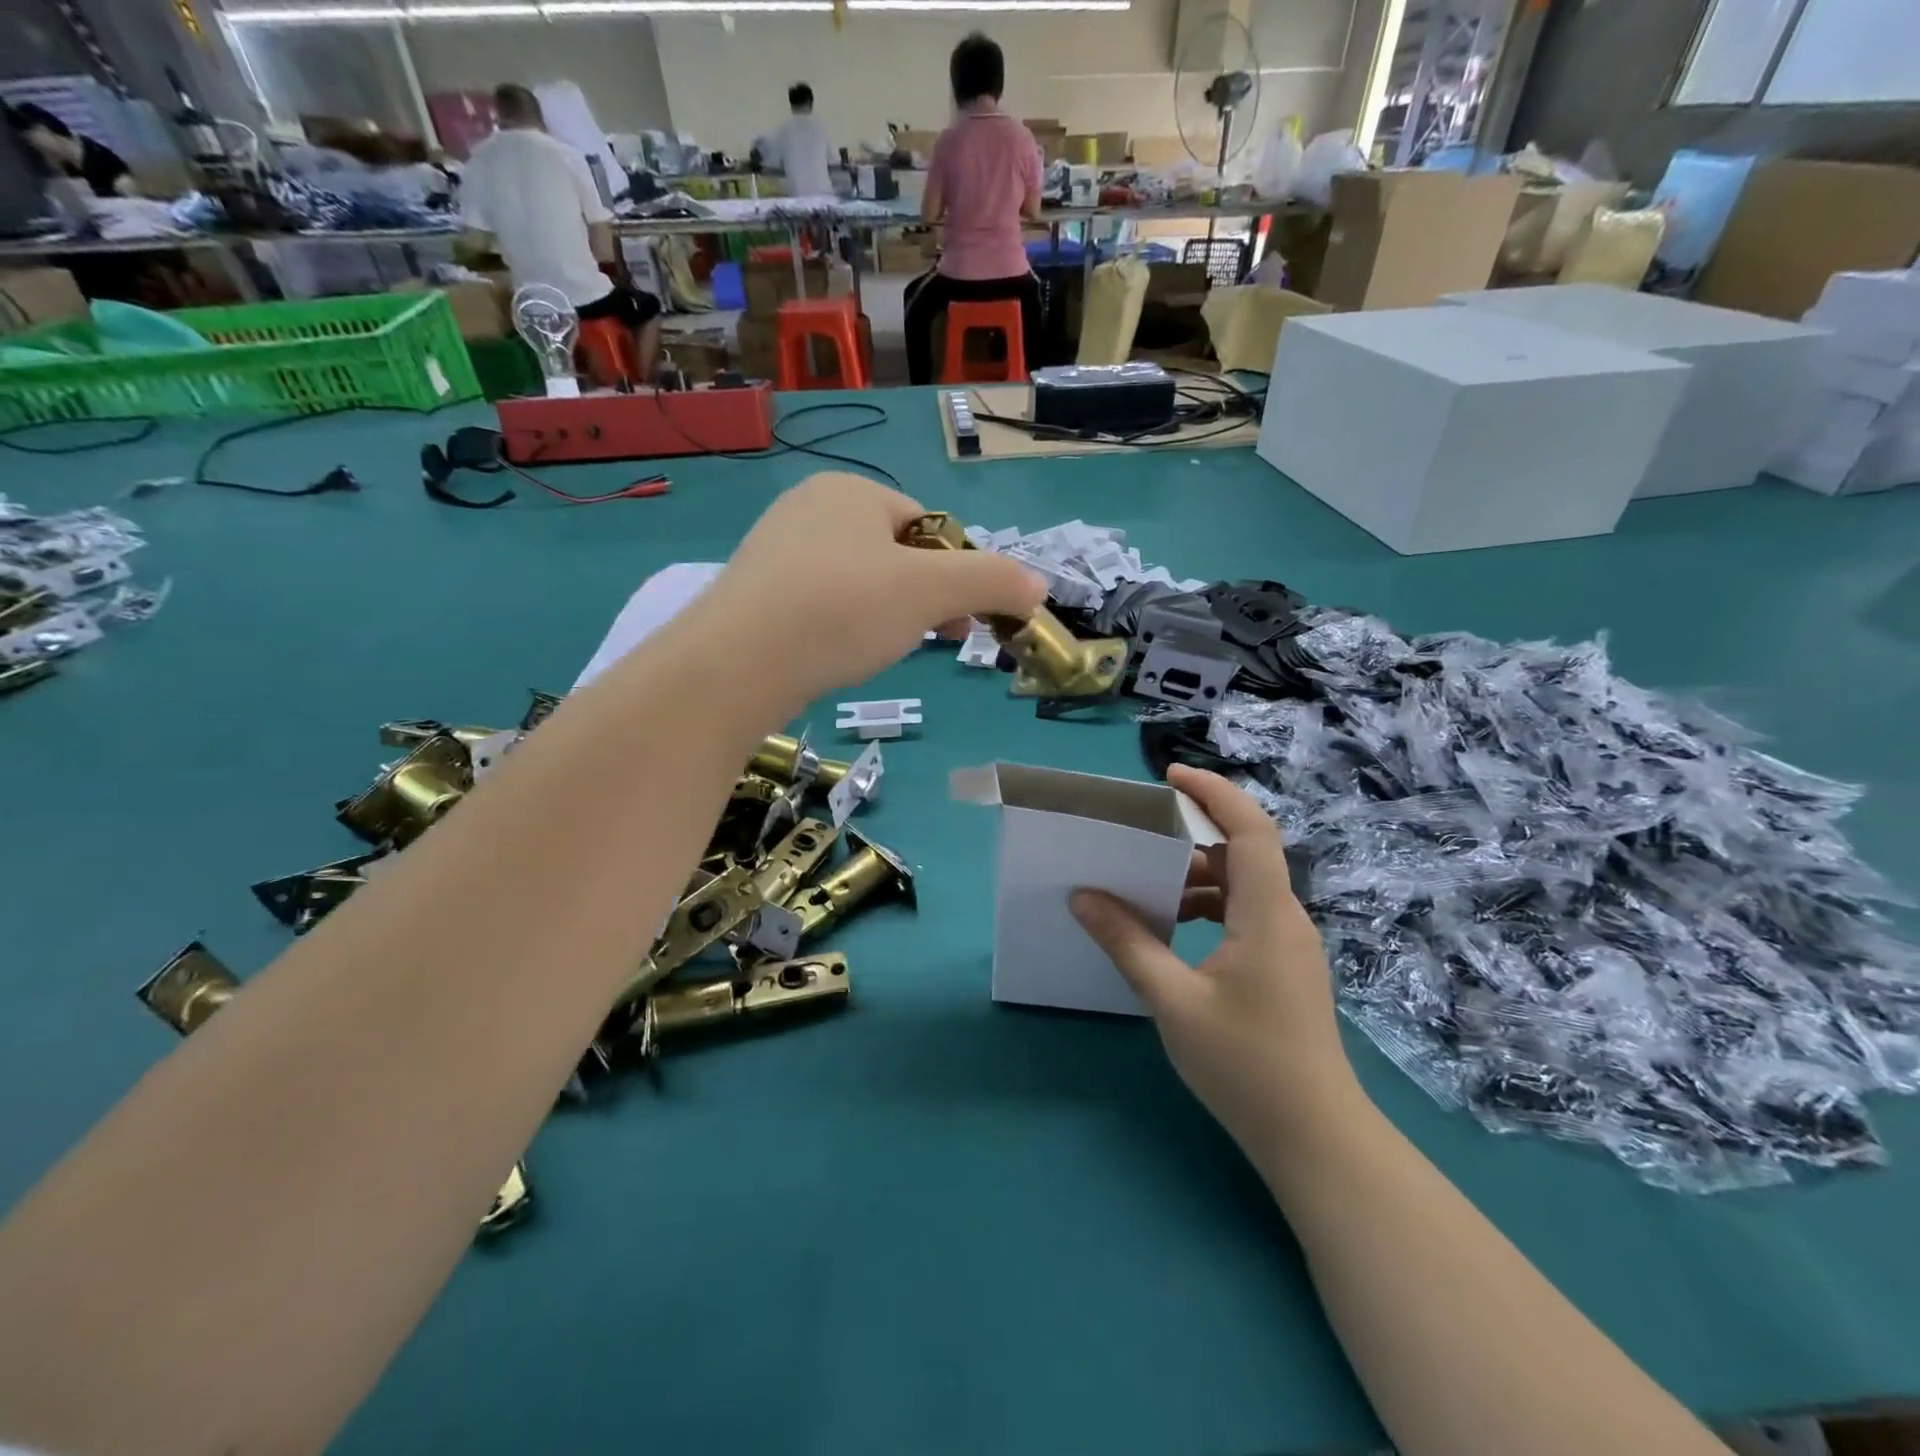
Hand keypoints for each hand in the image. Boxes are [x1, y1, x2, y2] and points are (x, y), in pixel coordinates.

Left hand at [701, 472, 1044, 699]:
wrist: (738, 662)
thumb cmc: (843, 610)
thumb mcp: (933, 592)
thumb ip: (992, 581)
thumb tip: (1039, 586)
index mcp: (852, 490)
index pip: (928, 526)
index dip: (955, 573)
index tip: (960, 620)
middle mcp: (810, 506)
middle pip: (894, 554)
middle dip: (922, 597)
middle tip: (932, 640)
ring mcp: (776, 548)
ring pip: (857, 580)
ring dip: (885, 614)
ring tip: (881, 651)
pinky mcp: (755, 591)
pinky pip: (820, 601)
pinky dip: (842, 625)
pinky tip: (839, 653)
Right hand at [1070, 765, 1366, 1157]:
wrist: (1316, 1139)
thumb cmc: (1245, 1065)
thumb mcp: (1173, 1001)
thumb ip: (1127, 942)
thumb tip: (1083, 896)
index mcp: (1267, 914)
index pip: (1250, 829)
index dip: (1215, 793)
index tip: (1169, 777)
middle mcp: (1285, 917)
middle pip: (1244, 852)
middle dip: (1193, 833)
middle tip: (1139, 831)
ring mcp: (1289, 944)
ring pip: (1242, 885)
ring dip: (1196, 876)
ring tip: (1145, 885)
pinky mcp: (1285, 967)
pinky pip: (1244, 914)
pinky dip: (1207, 907)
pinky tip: (1172, 930)